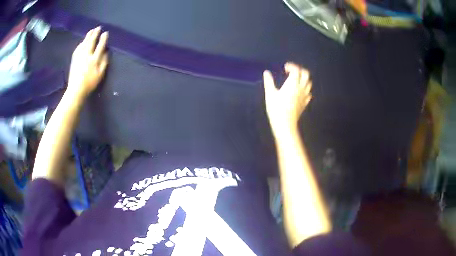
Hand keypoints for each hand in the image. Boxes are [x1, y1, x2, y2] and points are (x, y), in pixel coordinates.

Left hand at [67, 26, 108, 98]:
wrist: (76, 90)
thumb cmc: (90, 83)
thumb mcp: (100, 74)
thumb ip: (104, 62)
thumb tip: (106, 52)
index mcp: (94, 59)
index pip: (100, 46)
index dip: (103, 38)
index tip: (106, 33)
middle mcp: (87, 55)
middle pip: (91, 42)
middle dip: (95, 34)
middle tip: (98, 27)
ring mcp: (79, 56)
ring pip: (84, 43)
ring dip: (88, 36)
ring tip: (91, 30)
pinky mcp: (74, 59)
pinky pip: (78, 48)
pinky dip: (81, 43)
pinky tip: (82, 41)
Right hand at [263, 62, 311, 134]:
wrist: (285, 124)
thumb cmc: (276, 108)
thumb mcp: (270, 94)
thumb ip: (268, 82)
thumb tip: (266, 73)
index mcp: (292, 84)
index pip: (296, 70)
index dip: (291, 66)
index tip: (285, 68)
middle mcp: (301, 88)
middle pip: (306, 74)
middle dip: (300, 70)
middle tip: (292, 72)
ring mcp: (304, 96)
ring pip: (309, 83)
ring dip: (304, 79)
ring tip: (296, 80)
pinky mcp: (305, 103)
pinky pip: (308, 93)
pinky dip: (305, 89)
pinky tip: (299, 92)